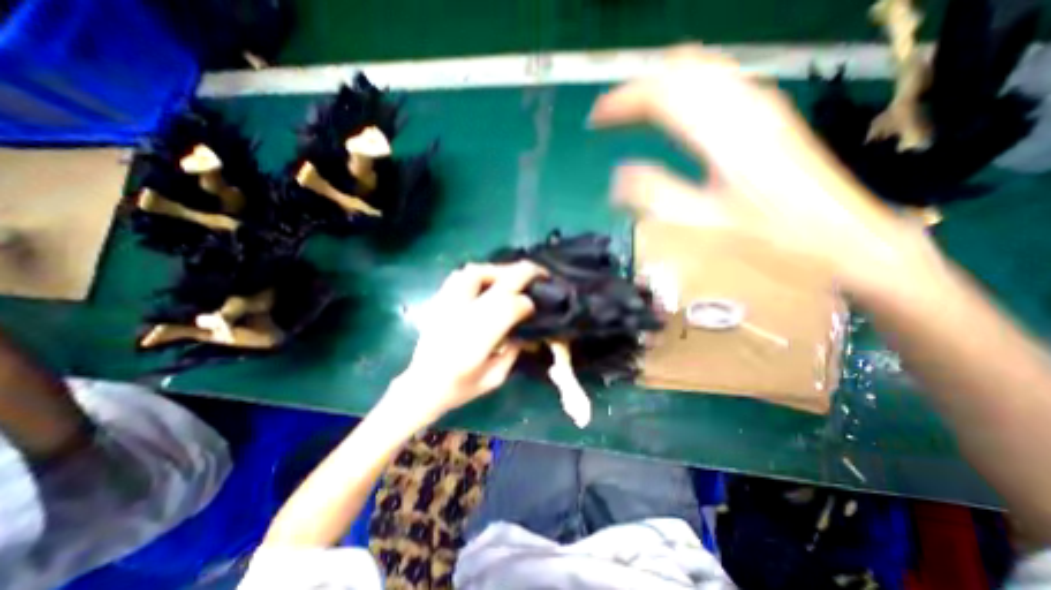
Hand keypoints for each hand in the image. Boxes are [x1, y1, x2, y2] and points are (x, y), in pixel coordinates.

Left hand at [385, 260, 541, 420]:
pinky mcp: (438, 301)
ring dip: (500, 270)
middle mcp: (462, 316)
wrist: (420, 386)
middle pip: (498, 284)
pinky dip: (480, 272)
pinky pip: (460, 276)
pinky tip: (489, 280)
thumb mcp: (494, 378)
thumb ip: (513, 351)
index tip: (533, 307)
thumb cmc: (459, 388)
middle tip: (540, 273)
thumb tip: (525, 329)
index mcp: (476, 340)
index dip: (525, 303)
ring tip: (514, 276)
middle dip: (524, 274)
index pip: (509, 307)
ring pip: (477, 272)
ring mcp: (447, 304)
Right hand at [587, 44, 939, 298]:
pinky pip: (719, 81)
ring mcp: (760, 105)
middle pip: (681, 68)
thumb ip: (658, 195)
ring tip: (635, 108)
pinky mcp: (769, 115)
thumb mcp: (706, 223)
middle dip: (638, 85)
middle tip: (611, 112)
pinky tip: (676, 109)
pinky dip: (686, 87)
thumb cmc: (771, 236)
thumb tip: (617, 177)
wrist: (844, 237)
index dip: (621, 102)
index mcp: (723, 133)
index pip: (661, 95)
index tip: (595, 119)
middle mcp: (743, 105)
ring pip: (702, 69)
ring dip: (661, 82)